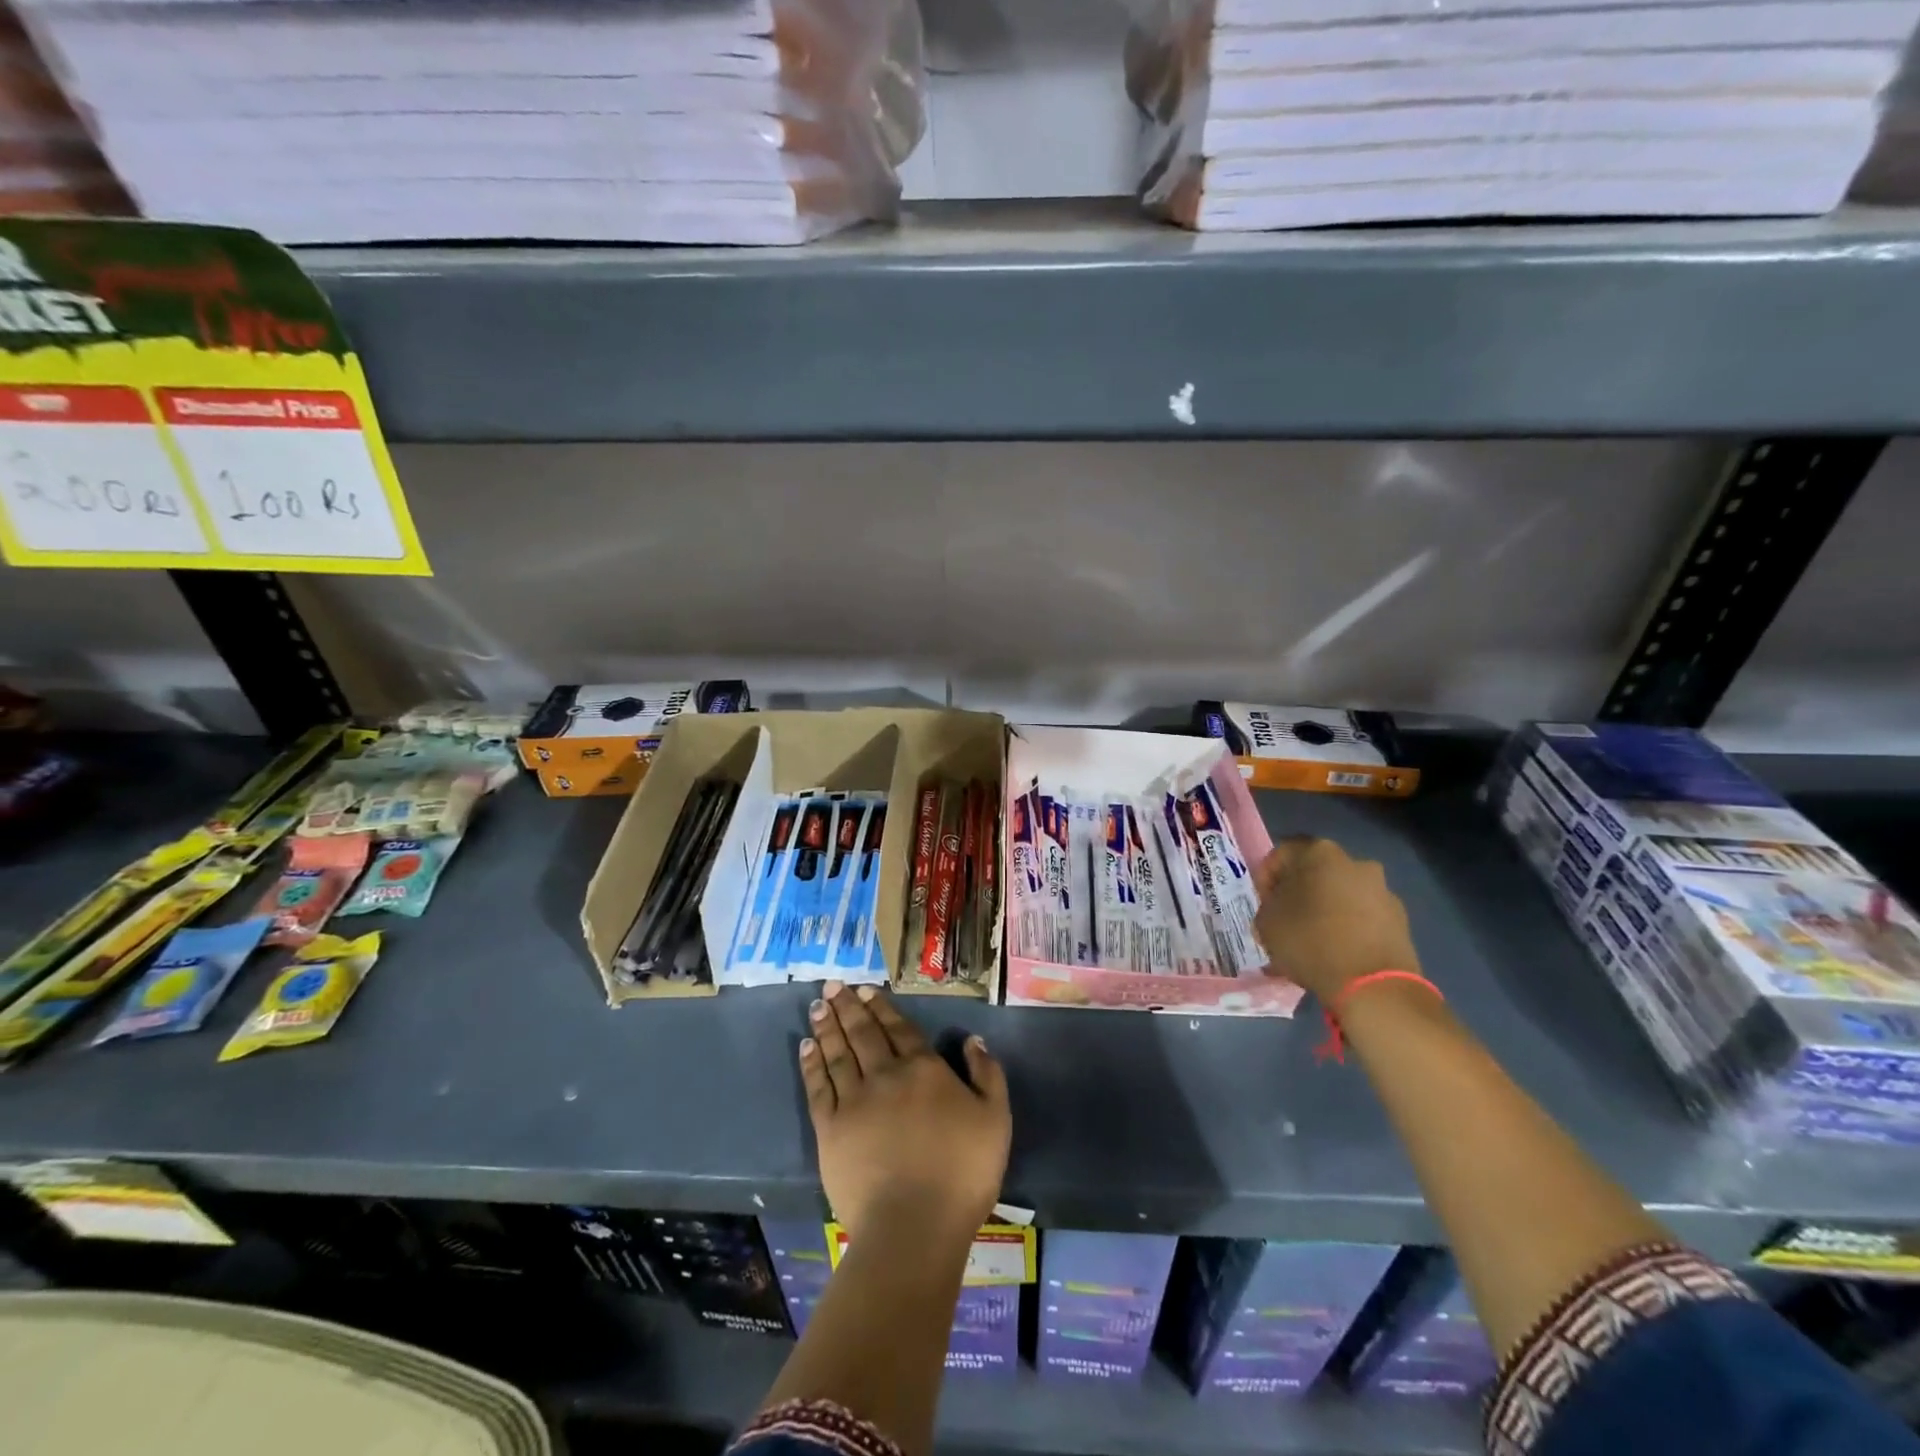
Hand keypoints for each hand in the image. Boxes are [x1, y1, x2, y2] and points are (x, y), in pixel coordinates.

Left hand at [800, 981, 1010, 1243]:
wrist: (913, 1225)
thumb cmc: (962, 1173)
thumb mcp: (995, 1119)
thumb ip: (987, 1074)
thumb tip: (972, 1040)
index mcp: (924, 1069)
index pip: (899, 1029)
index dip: (882, 1007)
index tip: (865, 989)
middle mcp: (885, 1075)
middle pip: (863, 1033)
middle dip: (848, 1006)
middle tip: (832, 984)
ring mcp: (854, 1100)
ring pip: (838, 1053)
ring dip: (828, 1026)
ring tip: (818, 1005)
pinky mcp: (831, 1130)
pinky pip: (818, 1087)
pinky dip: (811, 1064)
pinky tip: (806, 1047)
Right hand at [1254, 836, 1419, 1001]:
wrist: (1373, 986)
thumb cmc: (1310, 942)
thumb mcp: (1266, 922)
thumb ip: (1268, 904)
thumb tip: (1280, 905)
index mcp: (1319, 853)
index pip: (1281, 854)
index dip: (1266, 878)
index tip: (1263, 903)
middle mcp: (1355, 862)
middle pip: (1315, 872)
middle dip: (1299, 893)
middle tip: (1286, 920)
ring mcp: (1382, 890)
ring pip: (1341, 894)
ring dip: (1325, 910)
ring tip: (1312, 941)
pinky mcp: (1400, 919)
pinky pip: (1363, 916)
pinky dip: (1348, 927)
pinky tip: (1337, 952)